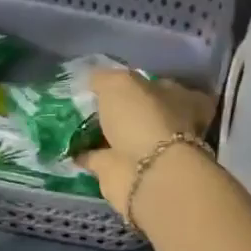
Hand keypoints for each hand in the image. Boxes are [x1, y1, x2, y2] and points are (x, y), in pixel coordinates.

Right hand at [76, 69, 215, 220]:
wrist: (145, 173)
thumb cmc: (144, 117)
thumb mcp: (121, 82)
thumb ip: (106, 77)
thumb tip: (95, 79)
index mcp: (184, 101)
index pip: (170, 88)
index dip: (149, 84)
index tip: (123, 80)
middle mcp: (172, 127)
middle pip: (145, 113)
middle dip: (124, 109)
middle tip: (93, 100)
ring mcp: (149, 152)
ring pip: (123, 137)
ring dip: (103, 132)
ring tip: (74, 120)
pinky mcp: (125, 173)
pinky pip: (101, 158)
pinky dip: (86, 153)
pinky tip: (66, 145)